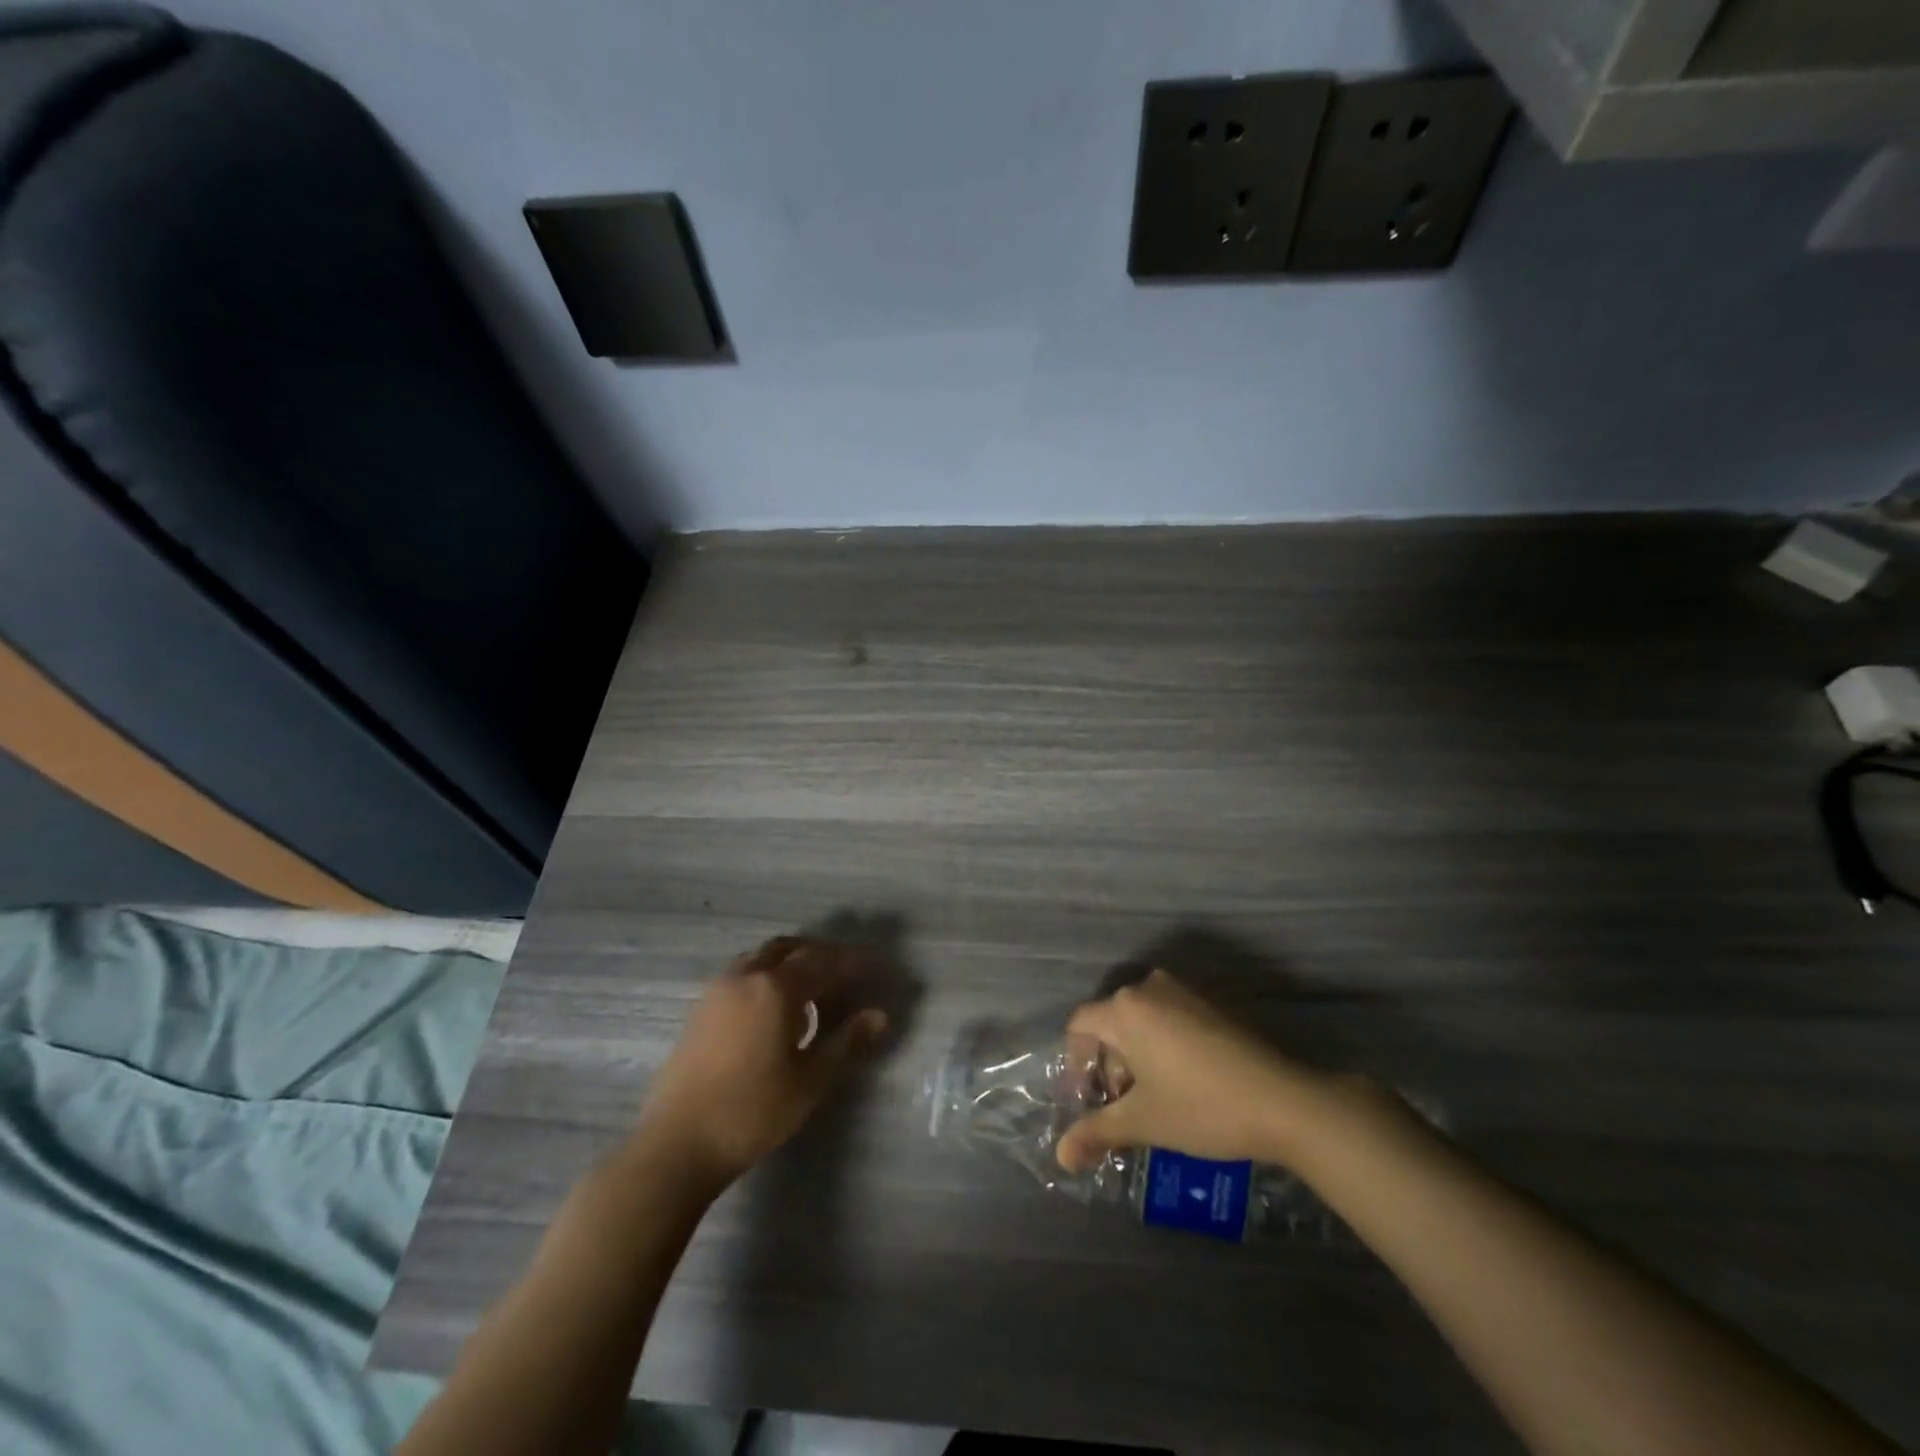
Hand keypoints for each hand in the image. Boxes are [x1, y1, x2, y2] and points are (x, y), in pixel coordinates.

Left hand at [635, 937, 888, 1184]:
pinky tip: (776, 1011)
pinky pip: (743, 974)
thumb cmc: (752, 1112)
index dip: (852, 962)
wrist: (676, 1144)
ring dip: (791, 963)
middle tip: (845, 976)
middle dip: (820, 955)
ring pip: (763, 958)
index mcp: (775, 987)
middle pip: (790, 948)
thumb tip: (879, 1015)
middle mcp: (746, 975)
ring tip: (813, 993)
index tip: (875, 967)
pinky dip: (767, 977)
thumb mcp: (810, 1081)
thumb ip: (846, 1042)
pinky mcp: (701, 1008)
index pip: (823, 960)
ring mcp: (718, 989)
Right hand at [1057, 969, 1328, 1172]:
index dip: (1075, 1064)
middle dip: (1108, 1065)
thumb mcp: (1143, 1122)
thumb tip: (1061, 1157)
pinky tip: (1182, 1083)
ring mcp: (1184, 992)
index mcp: (1125, 1008)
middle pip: (1110, 1022)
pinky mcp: (1211, 1003)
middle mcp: (1149, 988)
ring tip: (1151, 1099)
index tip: (1088, 1101)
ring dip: (1135, 1057)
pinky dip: (1162, 1045)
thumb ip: (1097, 1132)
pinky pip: (1169, 1018)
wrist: (1283, 1101)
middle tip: (1120, 1107)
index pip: (1079, 1025)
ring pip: (1141, 1021)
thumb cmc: (1201, 1107)